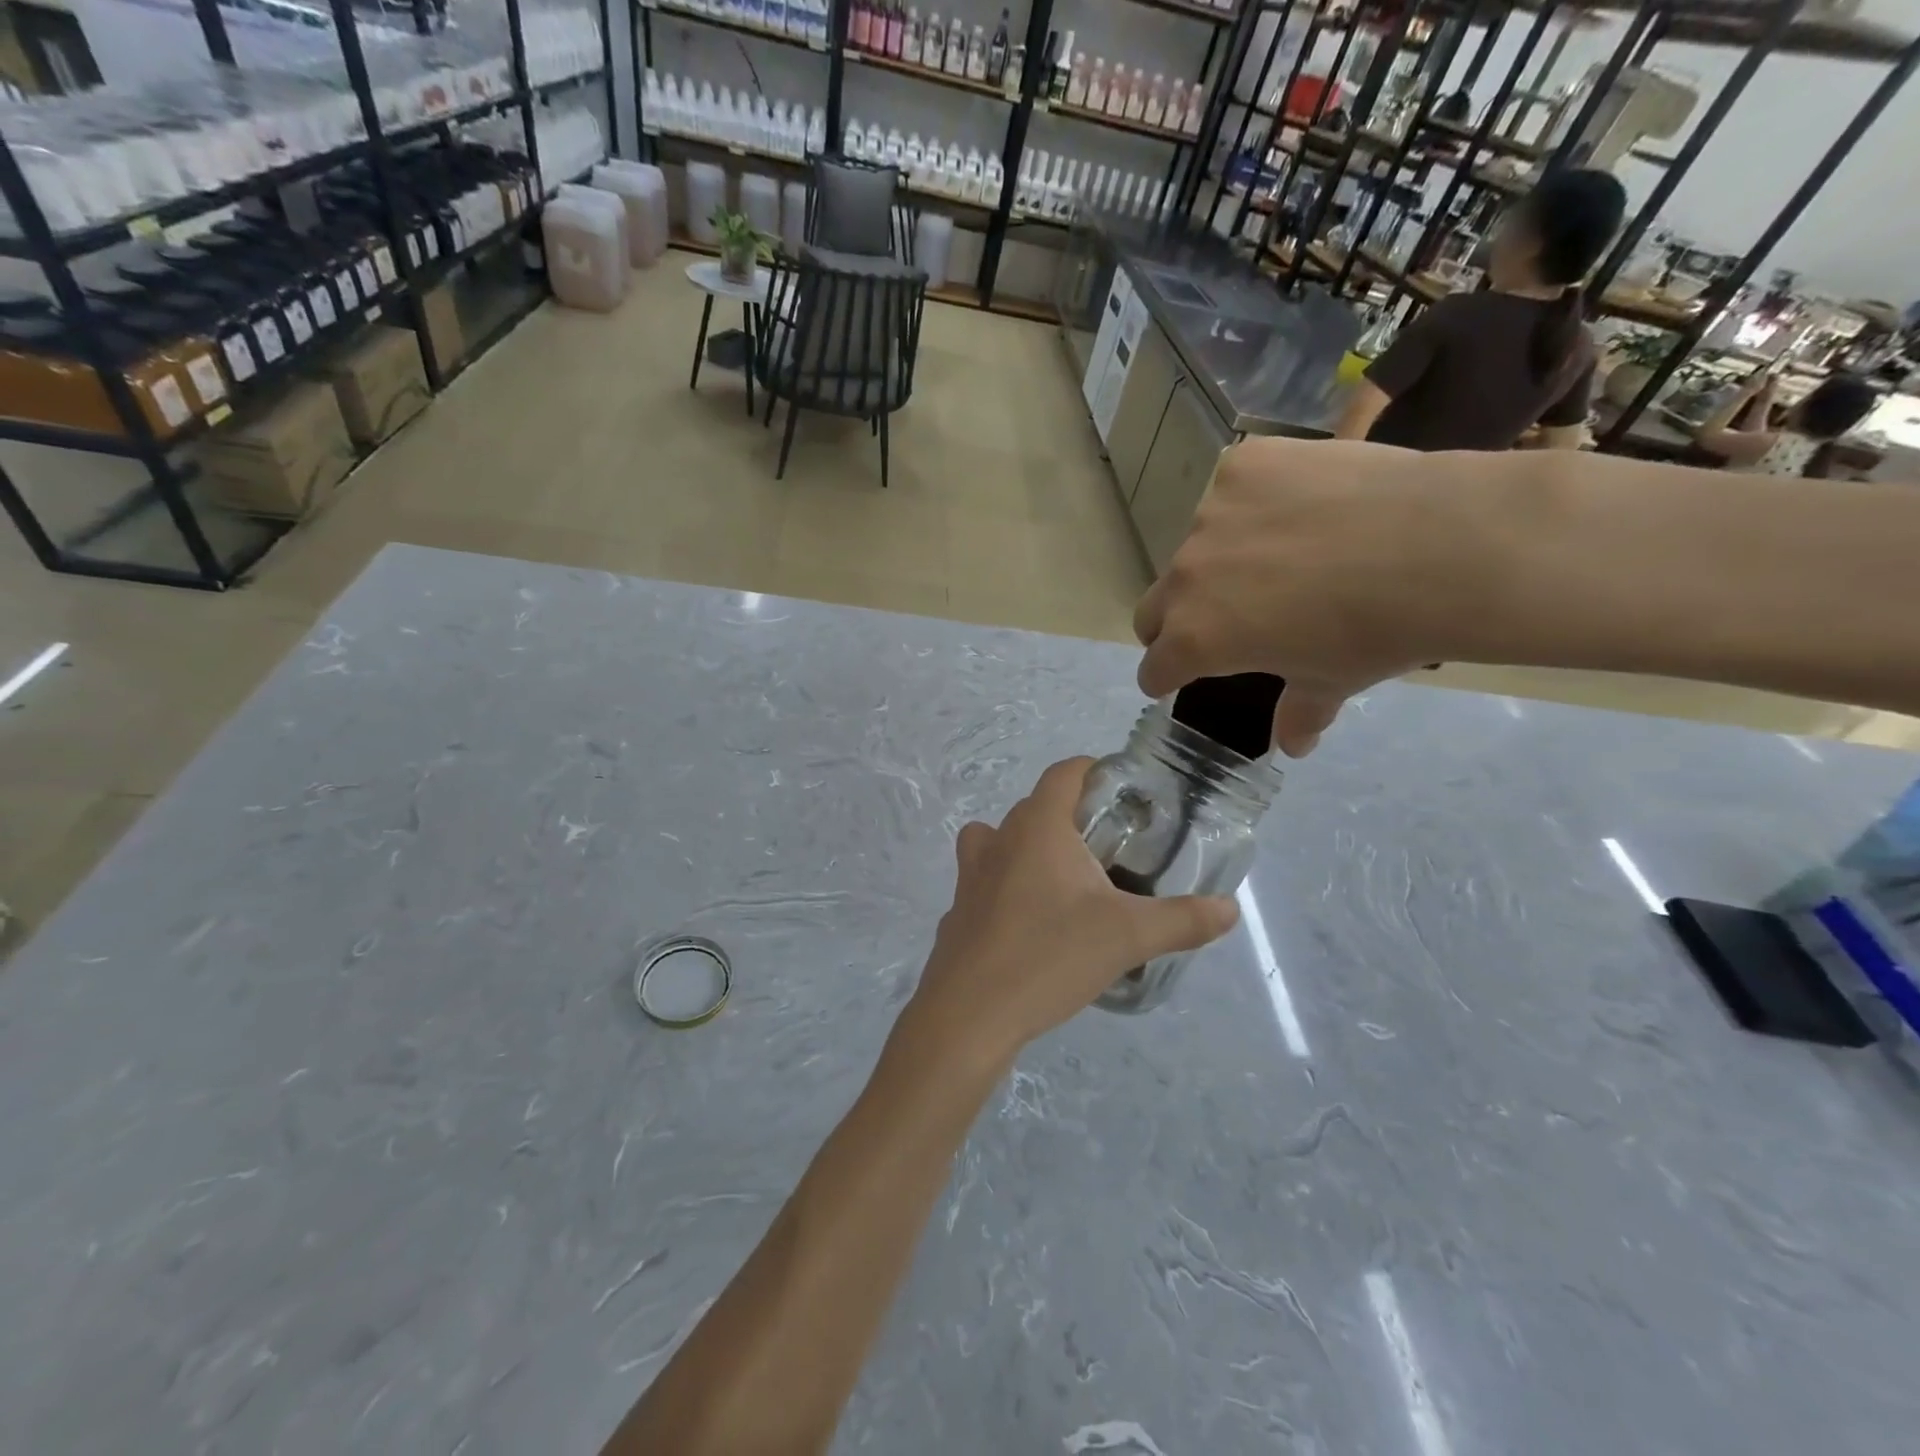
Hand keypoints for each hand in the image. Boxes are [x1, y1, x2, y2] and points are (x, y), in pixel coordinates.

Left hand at [902, 759, 1237, 1068]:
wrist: (970, 1013)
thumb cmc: (1050, 956)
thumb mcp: (1128, 937)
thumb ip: (1182, 920)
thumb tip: (1230, 909)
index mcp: (1039, 827)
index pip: (1063, 773)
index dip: (1092, 770)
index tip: (1121, 790)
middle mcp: (999, 839)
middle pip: (1035, 807)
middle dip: (1071, 816)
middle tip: (1111, 847)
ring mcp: (970, 875)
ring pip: (1000, 840)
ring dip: (1030, 847)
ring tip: (1066, 881)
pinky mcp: (958, 910)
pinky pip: (985, 881)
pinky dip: (1007, 887)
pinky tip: (1031, 924)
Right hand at [1132, 438, 1490, 755]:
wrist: (1445, 546)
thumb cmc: (1379, 632)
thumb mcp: (1333, 680)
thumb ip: (1298, 712)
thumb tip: (1294, 745)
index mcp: (1196, 638)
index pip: (1153, 666)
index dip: (1166, 676)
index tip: (1180, 674)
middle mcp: (1186, 577)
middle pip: (1154, 607)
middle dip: (1175, 621)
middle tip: (1226, 617)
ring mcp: (1210, 514)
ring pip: (1197, 545)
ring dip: (1221, 558)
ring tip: (1286, 550)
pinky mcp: (1243, 465)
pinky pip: (1232, 490)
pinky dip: (1255, 502)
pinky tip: (1305, 503)